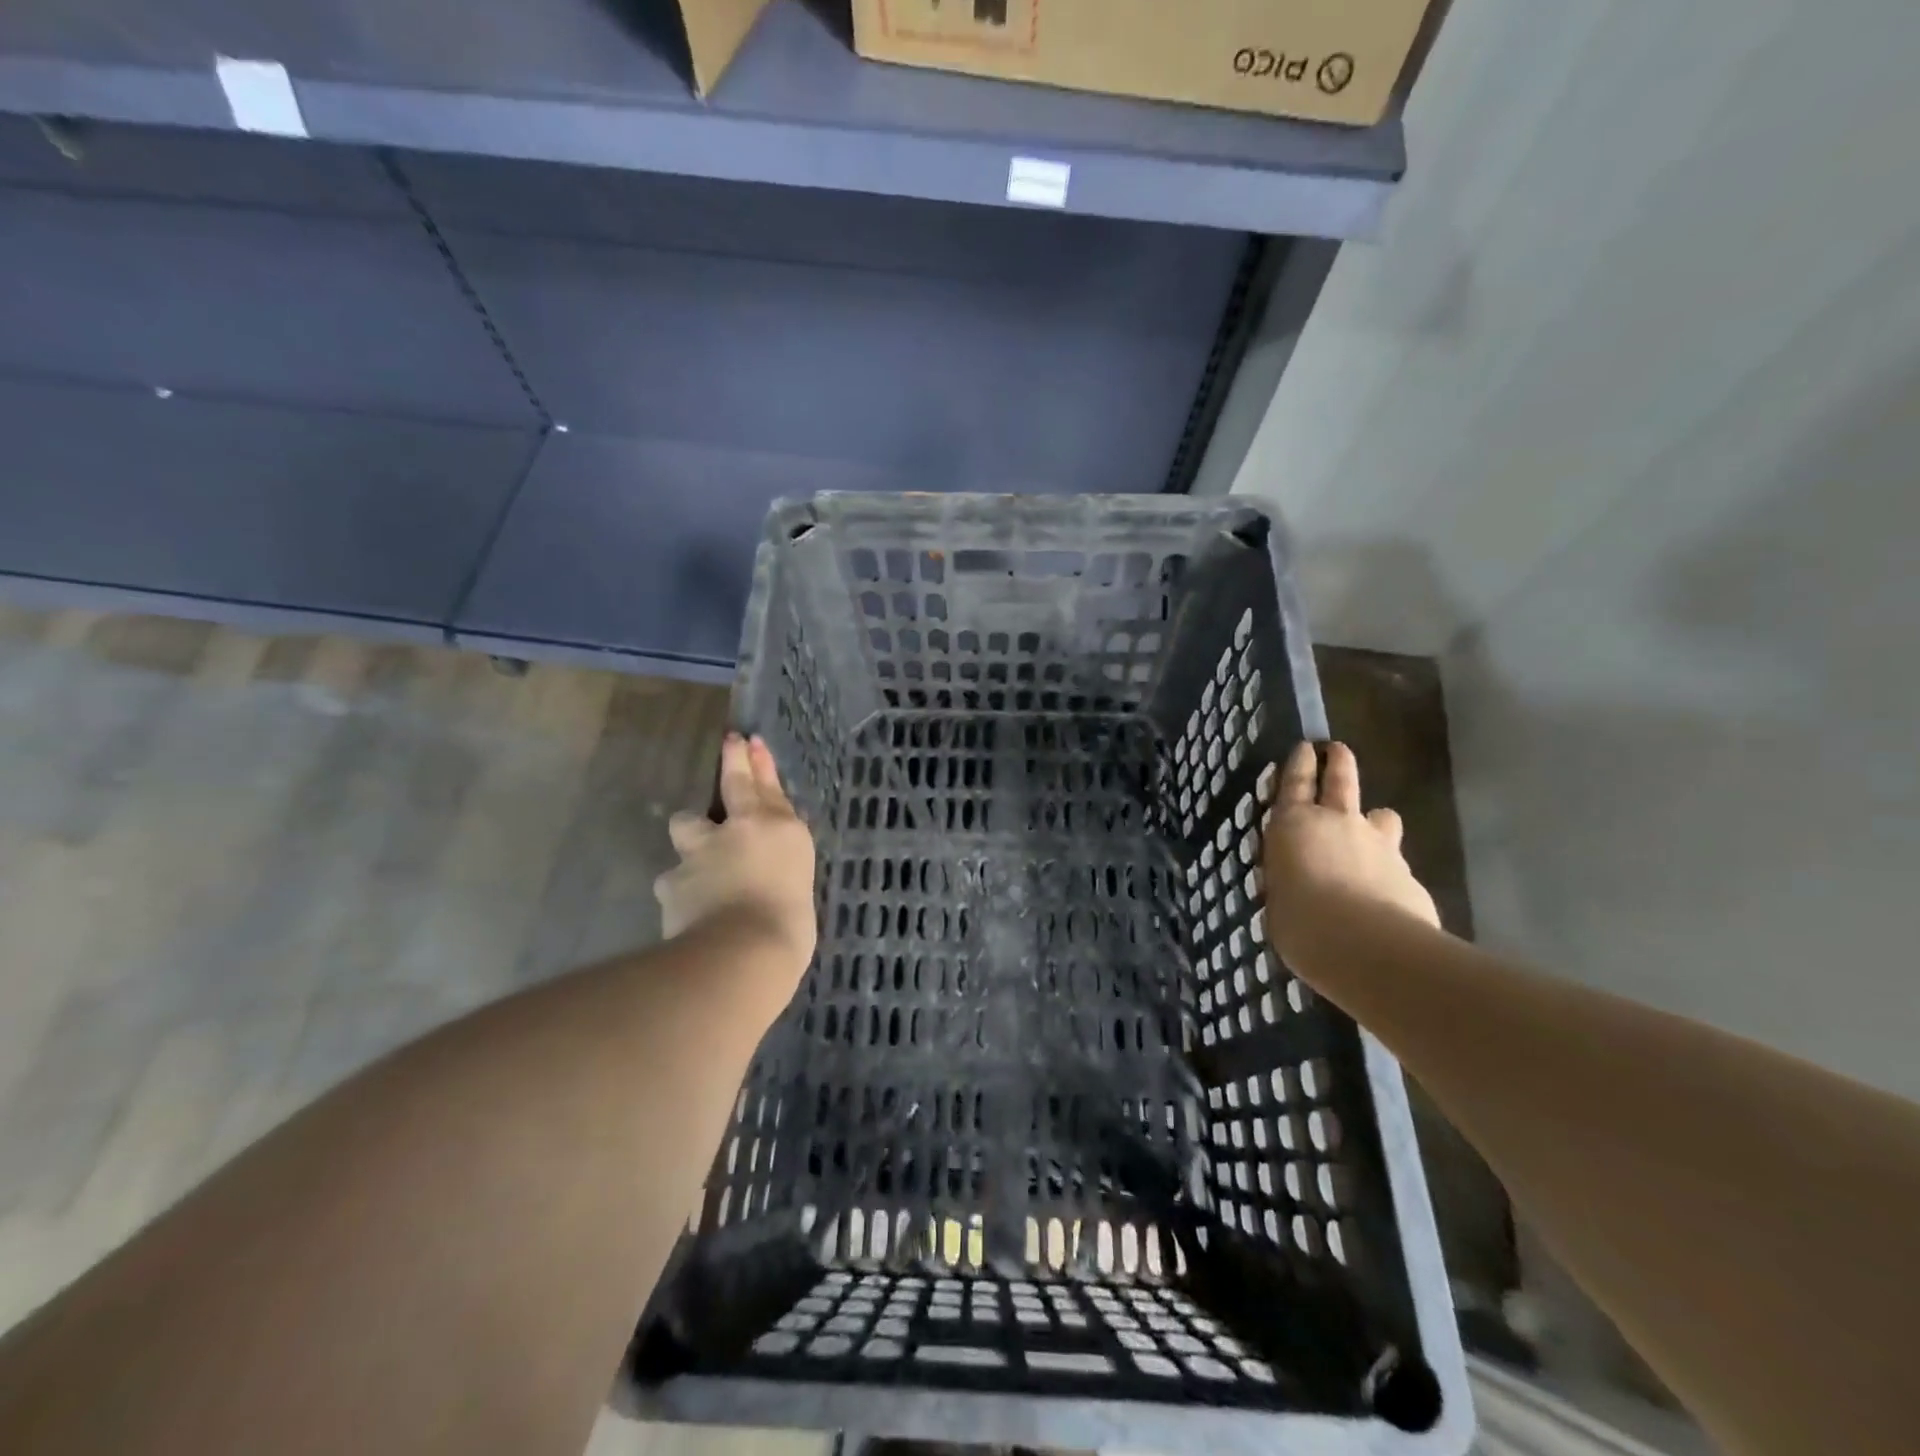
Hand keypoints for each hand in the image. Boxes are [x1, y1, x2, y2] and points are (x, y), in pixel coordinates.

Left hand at [655, 733, 816, 974]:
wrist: (743, 952)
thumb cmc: (789, 927)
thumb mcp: (797, 889)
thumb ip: (779, 869)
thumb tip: (766, 872)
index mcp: (781, 830)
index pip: (769, 787)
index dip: (759, 762)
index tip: (749, 740)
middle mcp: (740, 829)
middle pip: (732, 784)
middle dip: (732, 762)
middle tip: (730, 744)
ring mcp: (702, 851)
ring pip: (687, 825)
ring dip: (692, 834)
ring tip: (698, 853)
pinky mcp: (672, 879)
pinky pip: (673, 877)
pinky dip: (680, 887)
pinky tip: (686, 905)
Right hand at [1263, 741, 1438, 962]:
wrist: (1367, 946)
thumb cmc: (1300, 923)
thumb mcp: (1276, 901)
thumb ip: (1288, 883)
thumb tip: (1296, 886)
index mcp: (1294, 825)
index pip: (1294, 783)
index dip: (1298, 764)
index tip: (1305, 747)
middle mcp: (1338, 823)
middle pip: (1341, 781)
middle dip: (1339, 763)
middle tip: (1338, 750)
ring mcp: (1379, 845)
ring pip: (1382, 817)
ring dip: (1376, 819)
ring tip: (1374, 827)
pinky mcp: (1409, 873)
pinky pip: (1396, 862)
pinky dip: (1389, 869)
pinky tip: (1386, 892)